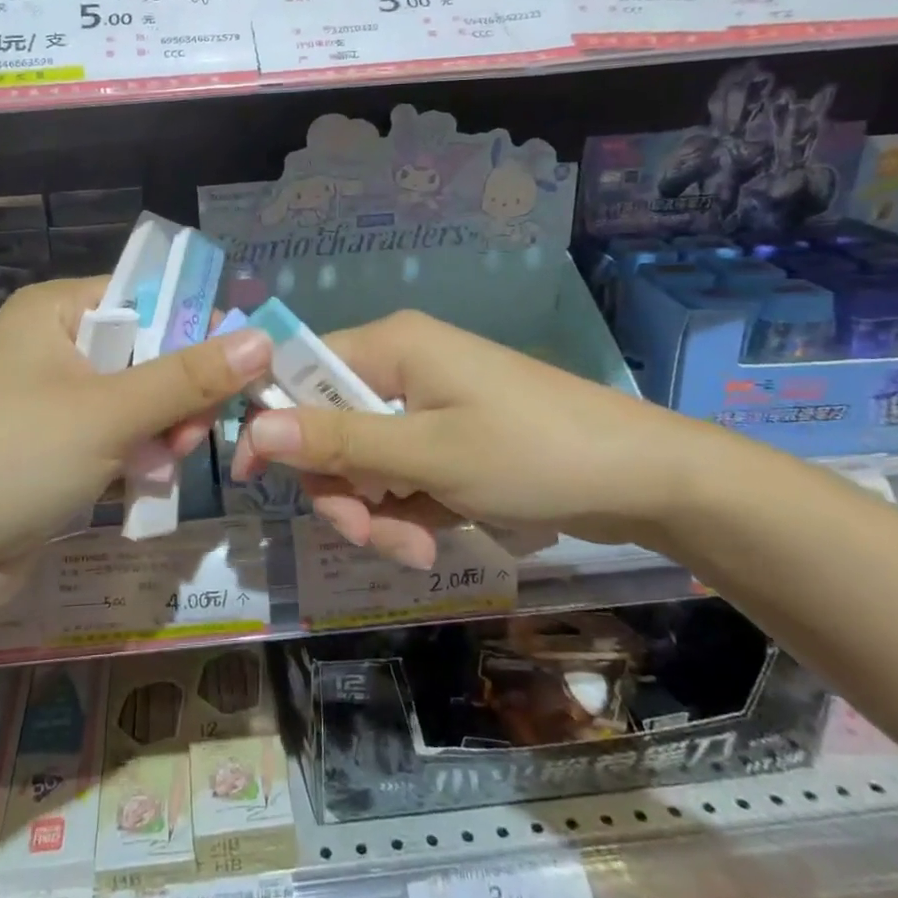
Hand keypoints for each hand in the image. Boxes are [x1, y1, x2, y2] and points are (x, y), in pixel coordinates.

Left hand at [0, 276, 272, 570]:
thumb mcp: (109, 412)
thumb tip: (262, 339)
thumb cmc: (12, 459)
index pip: (147, 296)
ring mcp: (56, 402)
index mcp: (57, 312)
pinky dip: (140, 459)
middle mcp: (56, 347)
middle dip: (179, 394)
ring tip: (167, 464)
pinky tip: (148, 485)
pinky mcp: (58, 451)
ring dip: (164, 432)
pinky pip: (120, 440)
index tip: (241, 366)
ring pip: (141, 402)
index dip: (197, 326)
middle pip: (150, 352)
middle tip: (192, 434)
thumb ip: (188, 377)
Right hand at [230, 310, 729, 570]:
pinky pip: (400, 473)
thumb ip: (339, 442)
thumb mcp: (427, 454)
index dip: (274, 423)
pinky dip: (407, 511)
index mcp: (390, 346)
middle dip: (343, 489)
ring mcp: (427, 402)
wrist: (642, 479)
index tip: (255, 482)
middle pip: (330, 426)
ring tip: (417, 551)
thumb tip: (255, 429)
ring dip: (377, 511)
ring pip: (364, 460)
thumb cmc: (531, 454)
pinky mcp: (448, 435)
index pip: (299, 372)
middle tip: (369, 534)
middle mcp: (401, 364)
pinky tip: (435, 540)